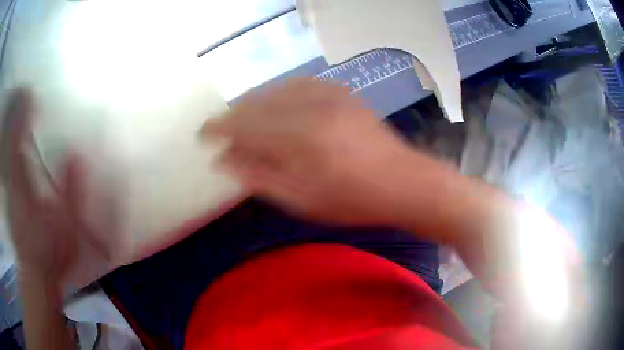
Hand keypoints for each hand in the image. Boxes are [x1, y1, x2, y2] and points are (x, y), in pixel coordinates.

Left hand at [1, 89, 83, 287]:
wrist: (38, 277)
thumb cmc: (53, 253)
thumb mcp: (67, 225)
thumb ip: (72, 190)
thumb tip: (76, 152)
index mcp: (23, 188)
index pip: (18, 142)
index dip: (23, 116)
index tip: (31, 93)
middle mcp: (12, 184)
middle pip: (9, 145)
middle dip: (15, 117)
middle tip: (23, 93)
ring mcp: (8, 193)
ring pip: (6, 155)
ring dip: (10, 131)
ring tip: (18, 109)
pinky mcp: (9, 200)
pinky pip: (6, 168)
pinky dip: (9, 150)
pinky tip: (13, 142)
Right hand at [202, 78, 445, 224]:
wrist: (402, 182)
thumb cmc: (353, 200)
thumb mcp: (303, 201)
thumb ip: (261, 177)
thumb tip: (225, 161)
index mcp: (298, 140)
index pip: (244, 126)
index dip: (218, 128)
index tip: (203, 134)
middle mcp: (310, 109)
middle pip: (256, 103)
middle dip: (233, 116)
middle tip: (221, 131)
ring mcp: (328, 96)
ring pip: (275, 90)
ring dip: (254, 103)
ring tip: (244, 119)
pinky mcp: (341, 93)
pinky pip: (300, 84)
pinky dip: (280, 93)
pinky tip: (276, 104)